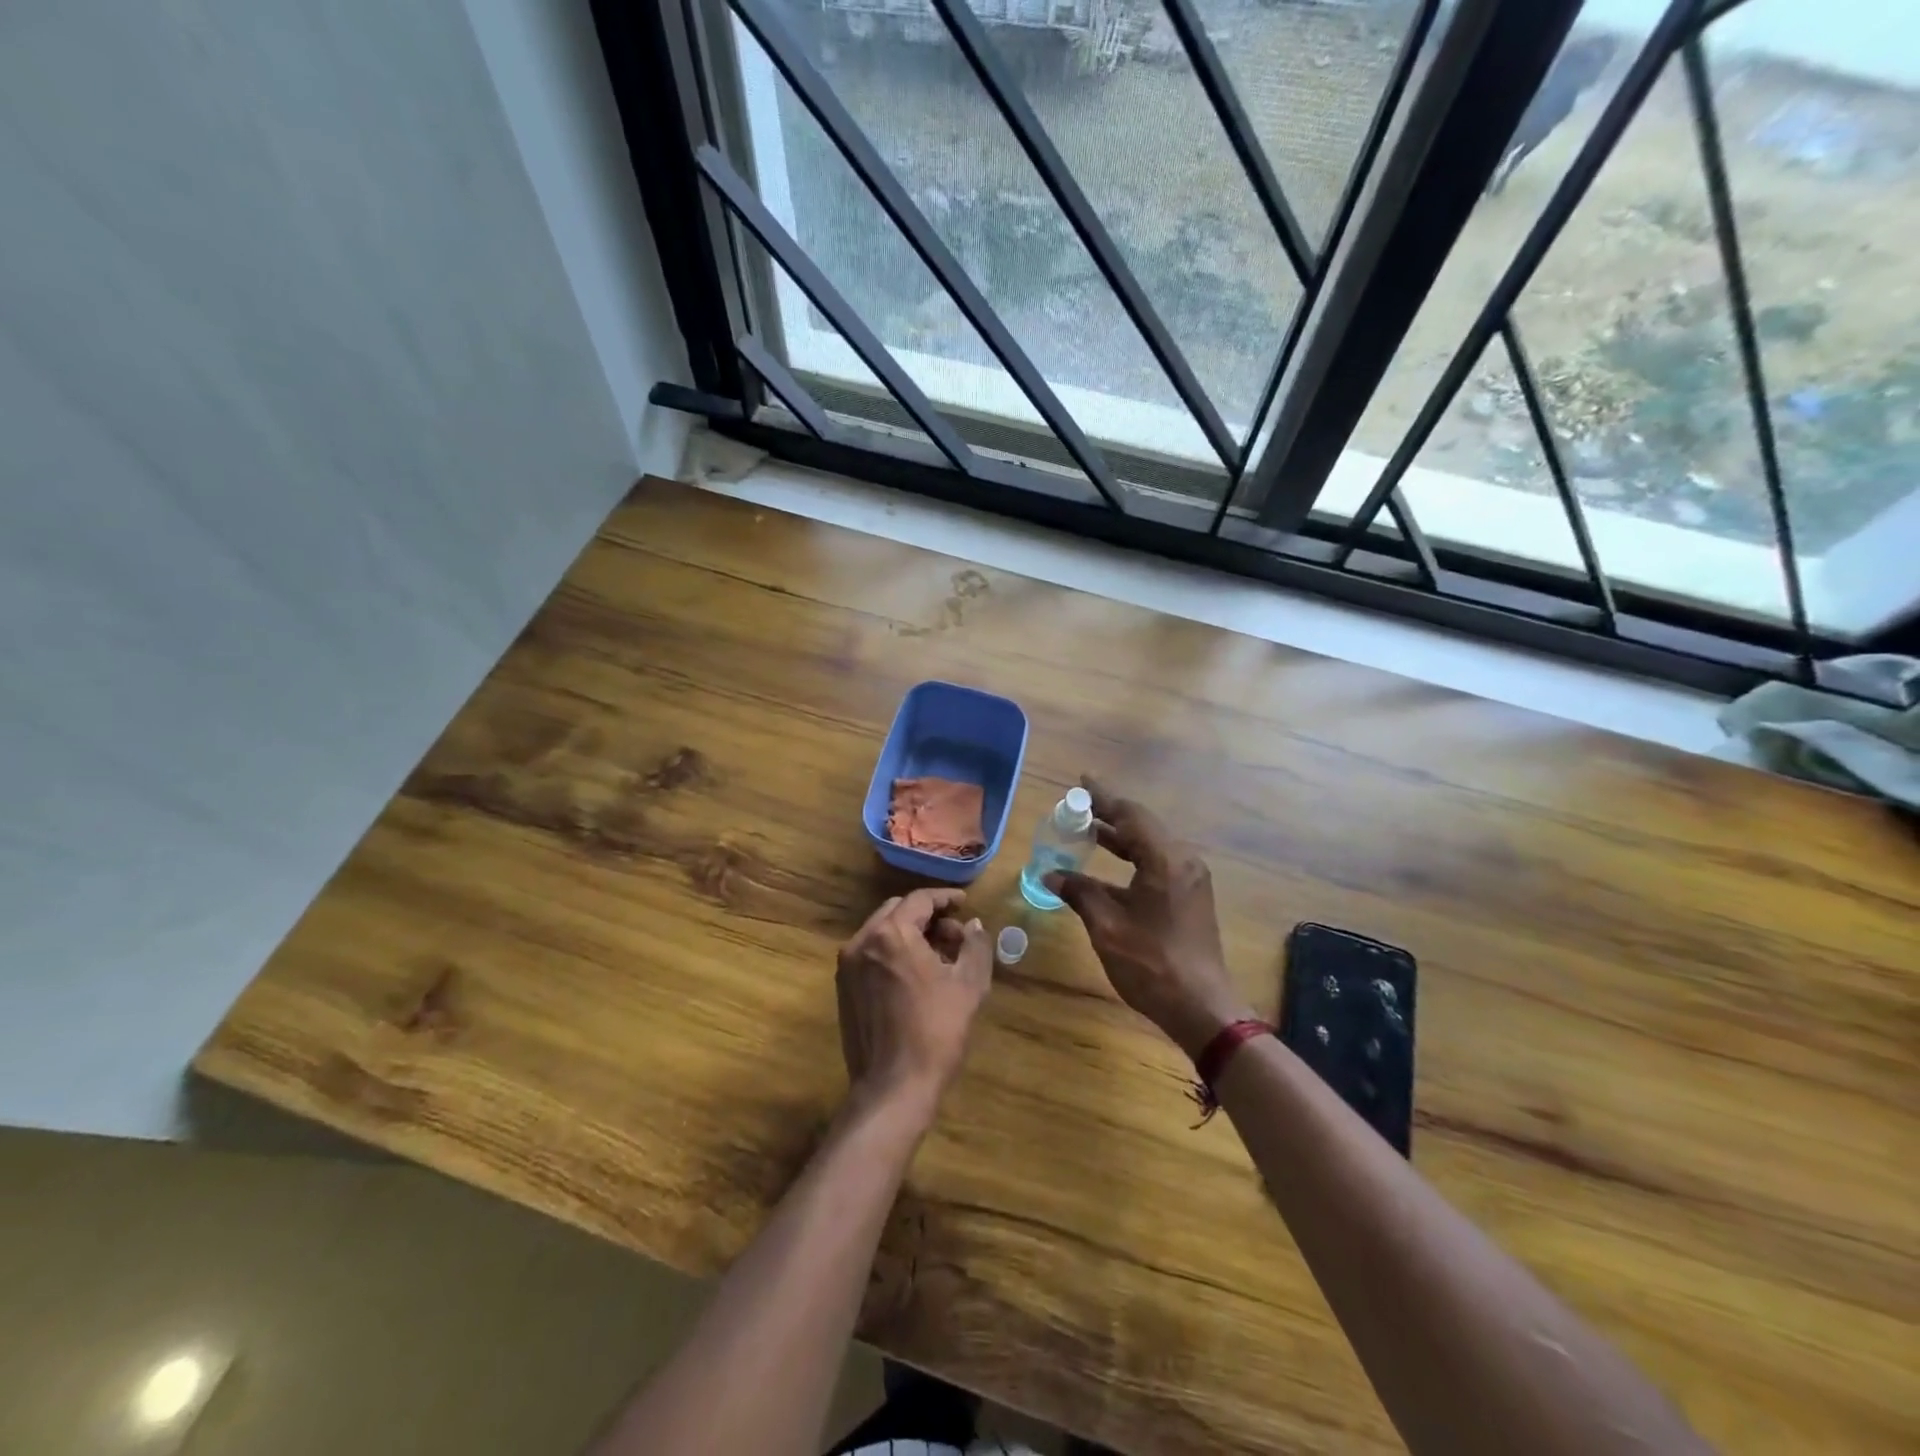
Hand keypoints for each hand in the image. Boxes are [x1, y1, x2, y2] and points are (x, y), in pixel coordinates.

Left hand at [836, 888, 992, 1120]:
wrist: (894, 1086)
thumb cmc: (936, 1031)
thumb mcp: (969, 985)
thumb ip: (975, 945)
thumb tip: (973, 925)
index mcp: (892, 933)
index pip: (919, 900)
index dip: (945, 898)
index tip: (963, 902)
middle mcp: (862, 941)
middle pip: (897, 911)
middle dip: (927, 916)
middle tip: (955, 933)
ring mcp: (848, 965)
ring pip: (882, 932)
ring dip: (910, 934)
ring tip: (939, 956)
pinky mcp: (844, 988)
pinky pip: (871, 954)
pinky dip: (893, 952)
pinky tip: (916, 974)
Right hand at [1046, 777, 1251, 1058]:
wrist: (1201, 1006)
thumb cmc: (1151, 963)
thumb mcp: (1107, 926)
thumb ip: (1080, 892)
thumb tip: (1051, 873)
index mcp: (1165, 859)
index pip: (1130, 815)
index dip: (1103, 797)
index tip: (1082, 781)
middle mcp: (1182, 860)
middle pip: (1142, 825)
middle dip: (1109, 815)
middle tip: (1078, 807)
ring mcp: (1190, 878)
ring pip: (1150, 845)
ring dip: (1120, 837)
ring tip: (1087, 830)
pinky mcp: (1190, 896)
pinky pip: (1157, 862)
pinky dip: (1132, 856)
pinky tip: (1109, 864)